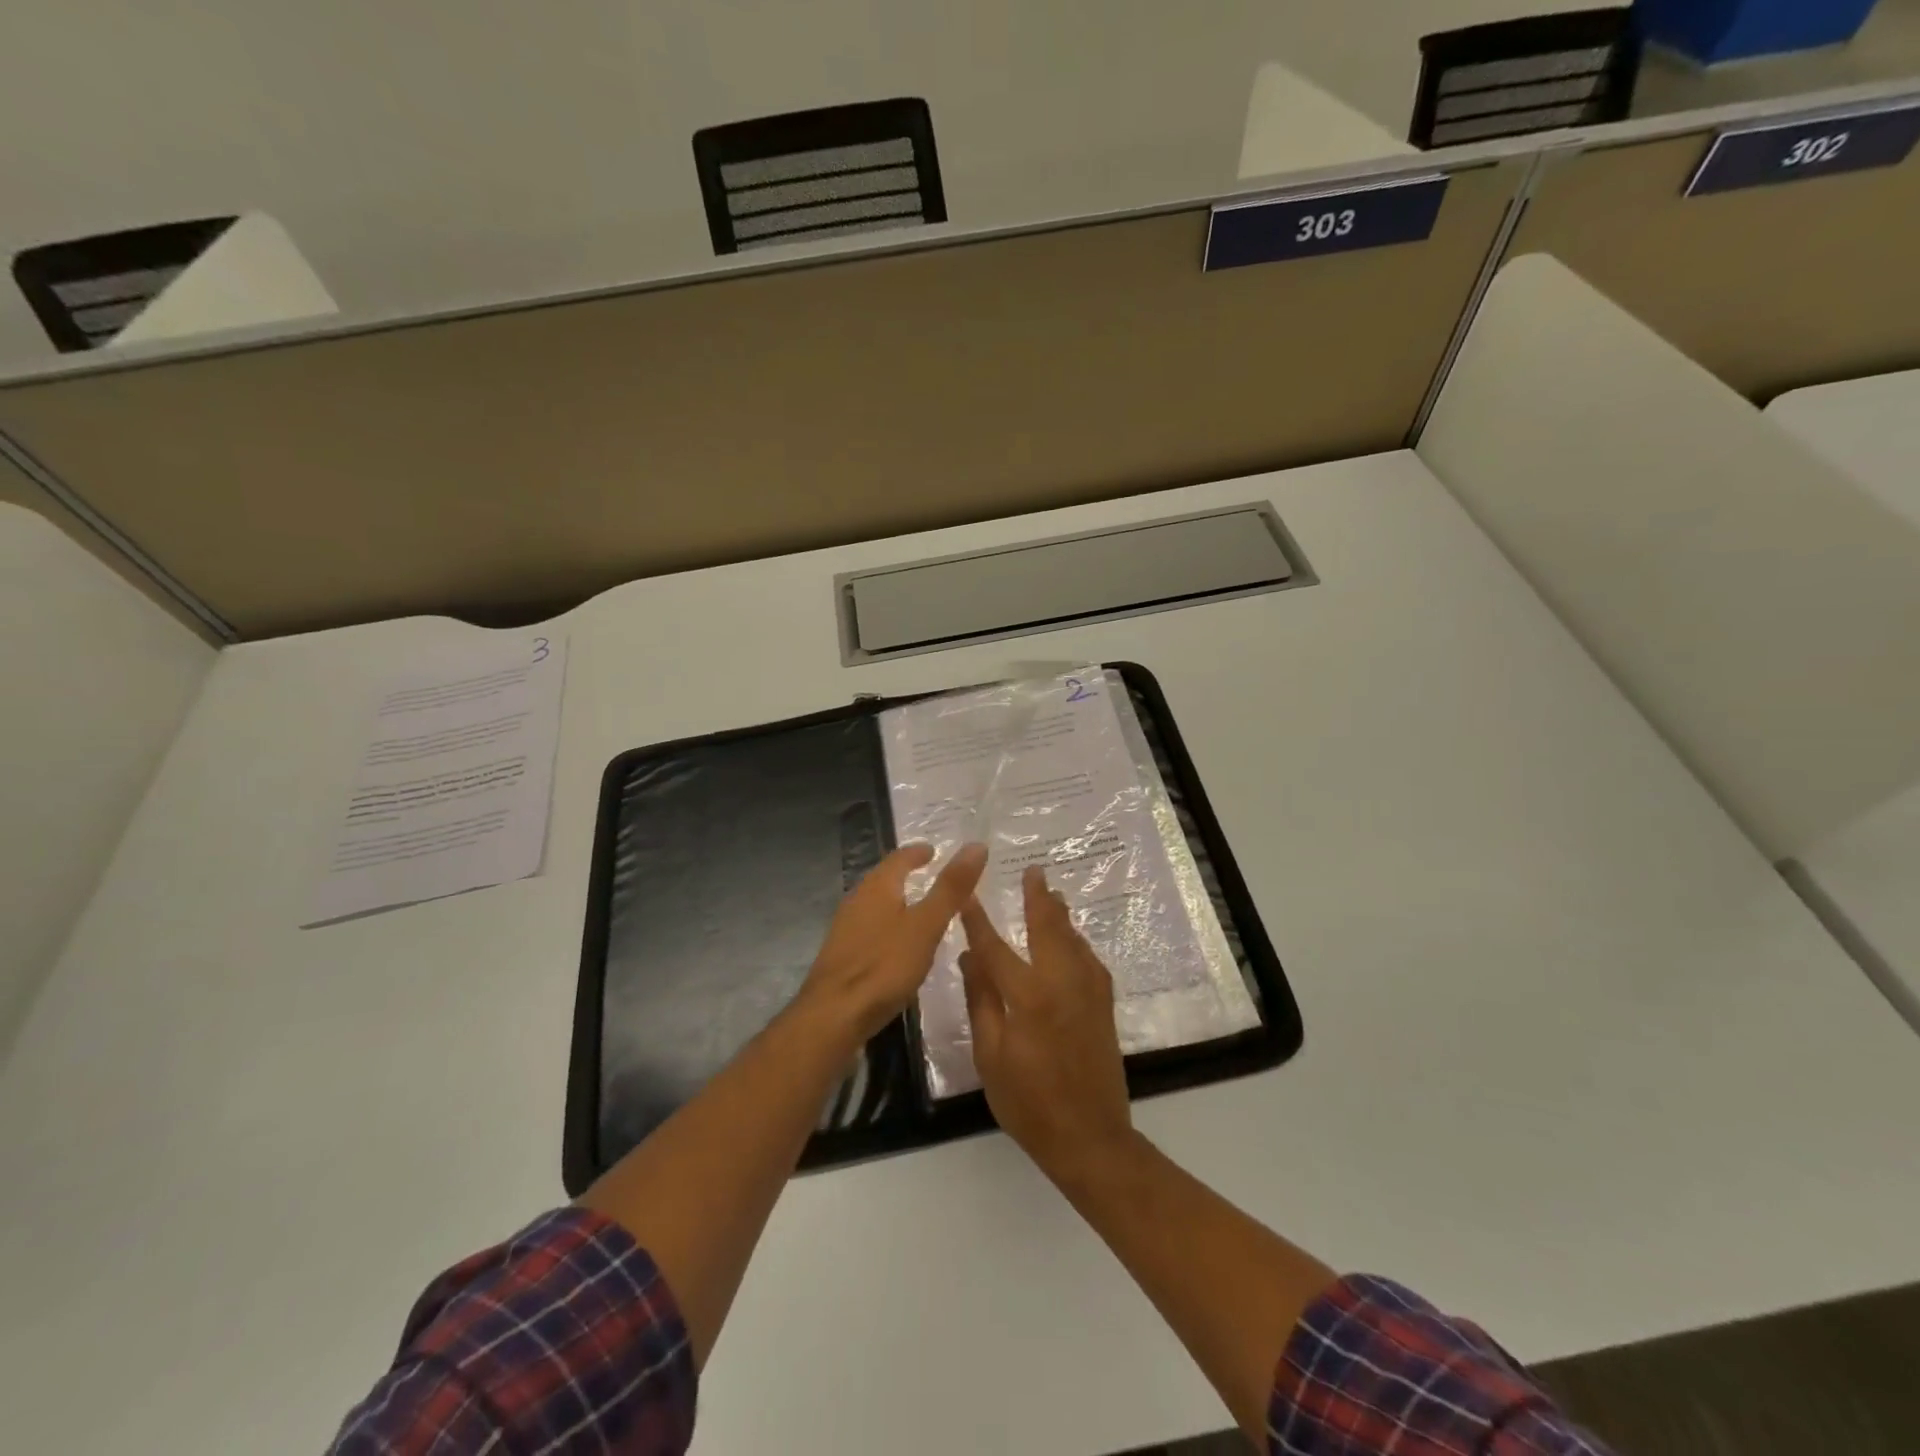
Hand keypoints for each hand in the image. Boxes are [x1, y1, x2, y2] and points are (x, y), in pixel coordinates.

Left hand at [799, 842, 987, 1045]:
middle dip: (906, 874)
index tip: (934, 851)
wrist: (833, 1016)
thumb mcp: (927, 925)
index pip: (899, 858)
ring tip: (920, 908)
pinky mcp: (843, 956)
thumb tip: (976, 845)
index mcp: (877, 887)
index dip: (918, 852)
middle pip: (884, 878)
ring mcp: (846, 929)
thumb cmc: (884, 965)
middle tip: (931, 874)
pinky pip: (871, 929)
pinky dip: (889, 926)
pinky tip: (899, 945)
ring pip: (876, 904)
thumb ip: (951, 888)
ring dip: (897, 900)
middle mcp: (857, 900)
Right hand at [959, 865, 1134, 1182]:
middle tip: (1034, 871)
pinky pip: (1089, 959)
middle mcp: (1062, 982)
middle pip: (1048, 928)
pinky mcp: (1103, 1005)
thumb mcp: (991, 1056)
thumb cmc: (1029, 1103)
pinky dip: (1077, 941)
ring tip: (1052, 893)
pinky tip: (1073, 939)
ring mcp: (1088, 992)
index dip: (978, 920)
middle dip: (1038, 898)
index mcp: (1028, 996)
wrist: (1090, 1137)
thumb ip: (982, 1001)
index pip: (996, 947)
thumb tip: (970, 956)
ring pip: (1074, 940)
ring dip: (1060, 914)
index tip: (968, 893)